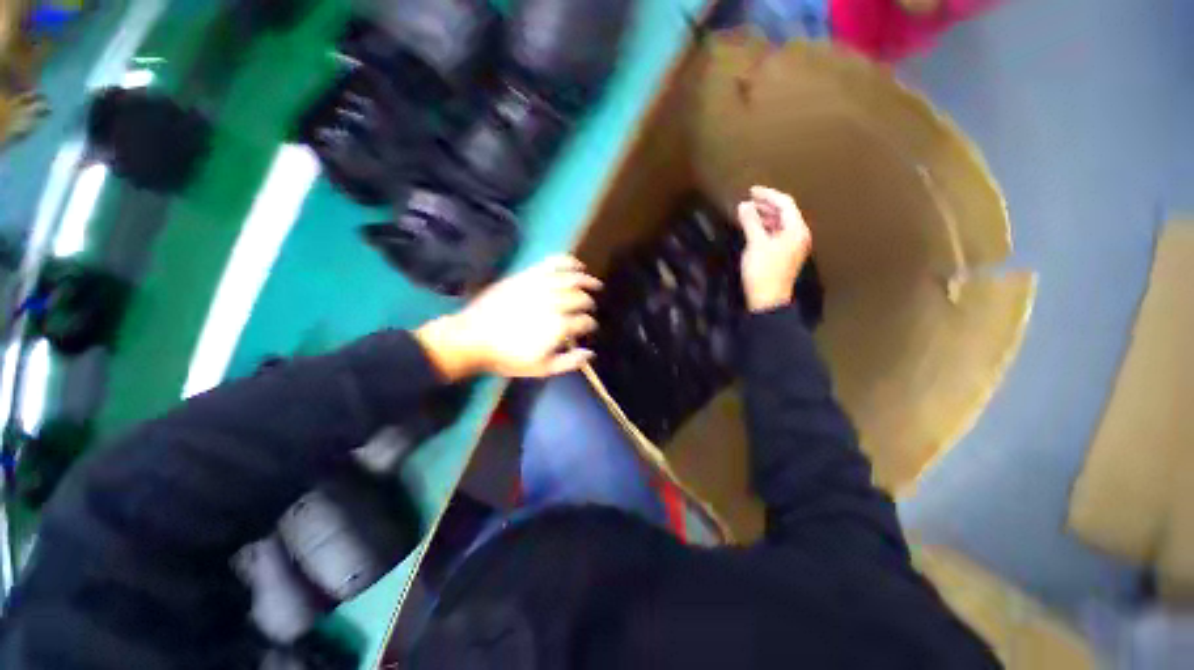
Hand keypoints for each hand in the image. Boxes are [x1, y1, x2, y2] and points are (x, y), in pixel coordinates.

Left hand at [415, 256, 600, 379]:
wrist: (473, 338)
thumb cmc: (508, 357)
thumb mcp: (541, 369)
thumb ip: (568, 362)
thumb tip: (590, 353)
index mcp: (559, 326)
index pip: (584, 321)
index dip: (590, 325)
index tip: (590, 328)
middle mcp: (554, 303)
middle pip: (580, 298)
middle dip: (589, 303)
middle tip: (591, 307)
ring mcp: (540, 286)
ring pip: (571, 278)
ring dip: (586, 280)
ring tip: (593, 283)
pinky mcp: (528, 276)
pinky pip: (552, 263)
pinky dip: (567, 261)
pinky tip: (576, 264)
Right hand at [737, 186, 811, 312]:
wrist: (767, 299)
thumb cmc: (763, 270)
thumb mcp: (756, 243)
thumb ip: (751, 222)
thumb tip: (744, 205)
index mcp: (796, 230)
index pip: (785, 204)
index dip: (768, 195)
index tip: (751, 191)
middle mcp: (798, 235)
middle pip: (784, 213)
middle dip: (766, 205)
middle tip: (748, 201)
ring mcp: (793, 246)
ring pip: (780, 224)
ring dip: (765, 217)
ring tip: (747, 214)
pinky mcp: (785, 255)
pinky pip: (777, 235)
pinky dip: (765, 229)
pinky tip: (753, 230)